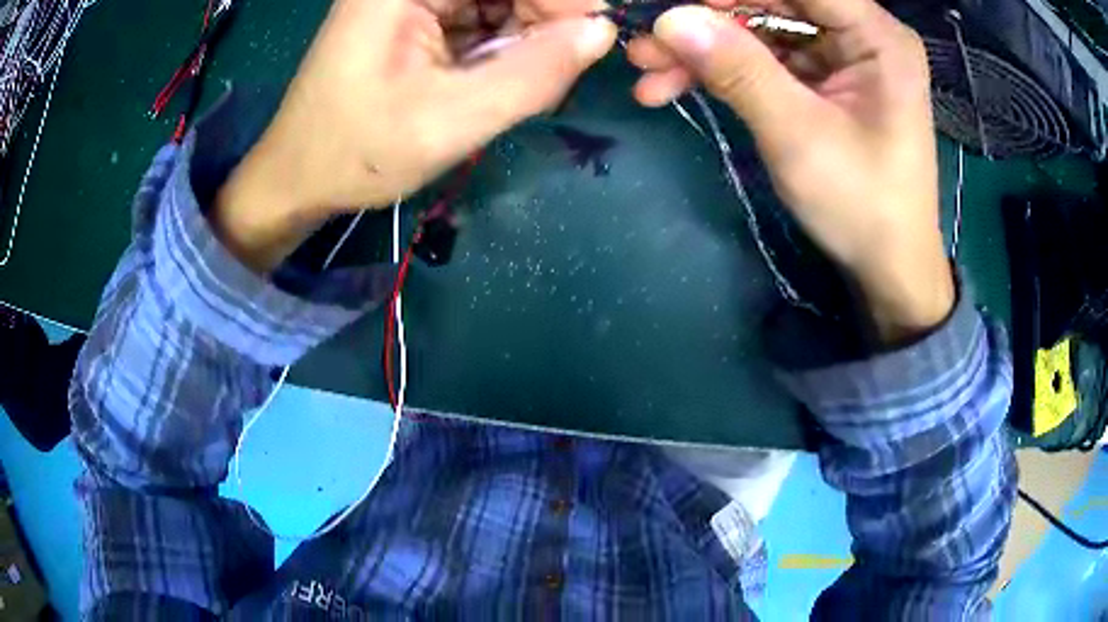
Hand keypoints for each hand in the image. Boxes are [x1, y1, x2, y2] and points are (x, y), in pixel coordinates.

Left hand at [214, 0, 615, 270]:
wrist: (297, 177)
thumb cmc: (358, 152)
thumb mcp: (451, 119)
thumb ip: (533, 74)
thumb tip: (602, 33)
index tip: (591, 36)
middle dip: (541, 17)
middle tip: (554, 68)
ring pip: (496, 0)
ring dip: (521, 35)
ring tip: (515, 80)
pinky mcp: (412, 17)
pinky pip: (477, 16)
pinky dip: (498, 44)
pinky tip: (493, 76)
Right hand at [627, 0, 953, 340]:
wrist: (888, 268)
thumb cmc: (862, 206)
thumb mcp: (799, 135)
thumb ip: (738, 70)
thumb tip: (670, 19)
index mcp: (877, 37)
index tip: (675, 5)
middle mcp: (862, 35)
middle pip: (774, 4)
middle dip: (708, 20)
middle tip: (647, 43)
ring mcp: (841, 57)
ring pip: (762, 30)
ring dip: (705, 48)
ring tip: (648, 70)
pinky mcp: (823, 80)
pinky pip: (766, 59)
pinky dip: (723, 70)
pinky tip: (676, 85)